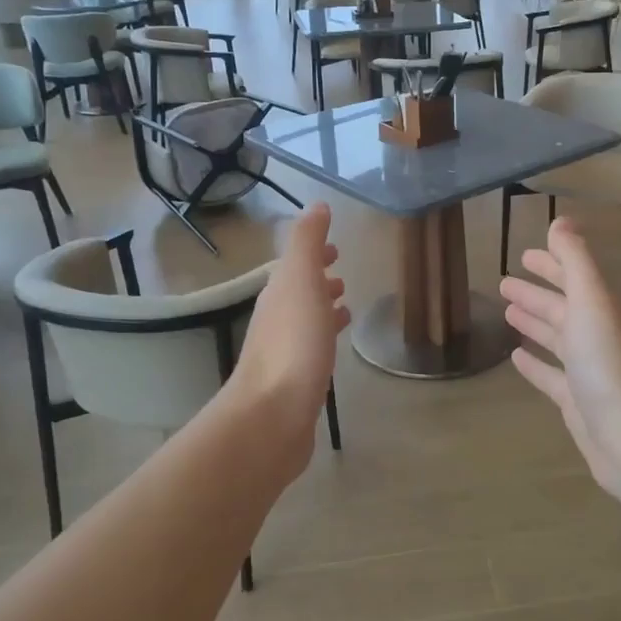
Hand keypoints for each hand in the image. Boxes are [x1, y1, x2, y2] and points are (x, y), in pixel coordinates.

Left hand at [227, 204, 348, 473]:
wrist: (273, 414)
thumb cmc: (292, 342)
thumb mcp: (301, 280)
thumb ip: (307, 242)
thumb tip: (316, 205)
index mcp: (279, 294)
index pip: (296, 265)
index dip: (314, 254)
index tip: (335, 248)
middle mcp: (277, 320)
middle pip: (299, 293)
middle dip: (319, 281)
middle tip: (343, 276)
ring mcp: (284, 354)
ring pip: (306, 322)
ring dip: (323, 310)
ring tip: (347, 308)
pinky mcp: (296, 383)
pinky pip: (313, 351)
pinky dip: (325, 339)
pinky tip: (335, 351)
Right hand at [500, 218, 620, 508]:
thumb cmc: (607, 364)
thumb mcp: (591, 302)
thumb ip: (576, 260)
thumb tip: (561, 221)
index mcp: (601, 310)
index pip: (574, 277)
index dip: (552, 263)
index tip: (525, 254)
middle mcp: (597, 336)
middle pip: (563, 307)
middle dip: (536, 293)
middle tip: (504, 283)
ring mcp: (588, 370)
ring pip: (556, 339)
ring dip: (534, 323)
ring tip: (506, 313)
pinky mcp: (577, 402)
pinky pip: (551, 375)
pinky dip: (534, 364)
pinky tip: (515, 358)